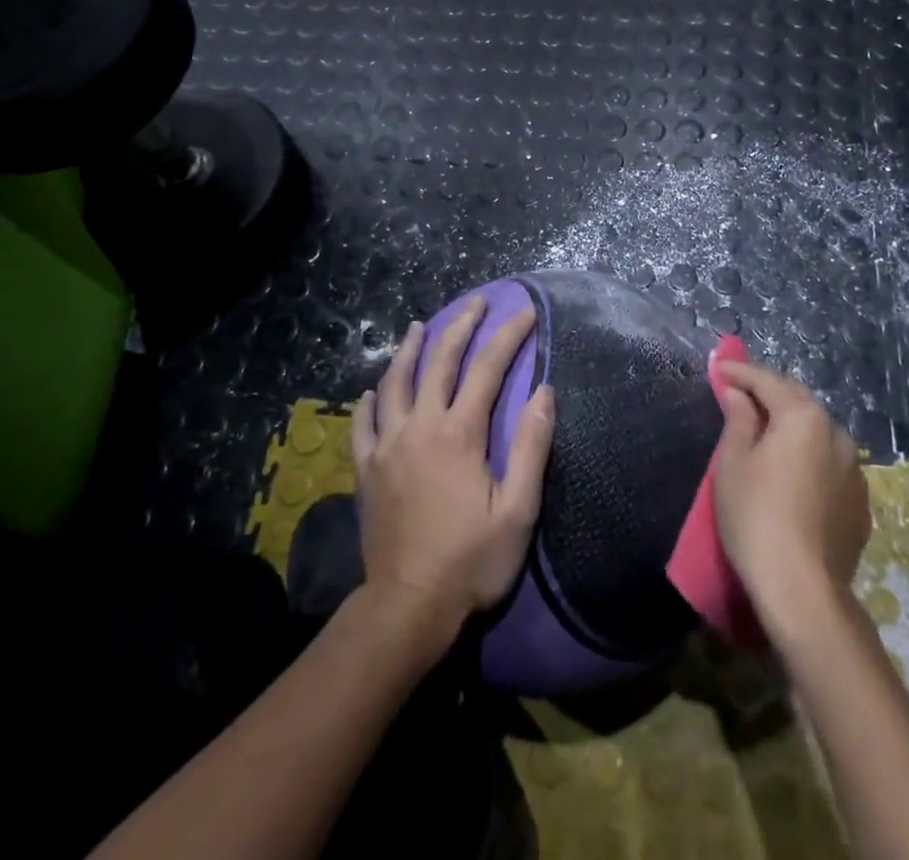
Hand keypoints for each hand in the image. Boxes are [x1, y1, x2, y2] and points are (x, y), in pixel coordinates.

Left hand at [352, 299, 554, 640]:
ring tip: (420, 325)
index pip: (488, 369)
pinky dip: (370, 400)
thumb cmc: (471, 560)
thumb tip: (545, 392)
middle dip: (461, 326)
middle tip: (477, 303)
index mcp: (459, 433)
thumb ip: (531, 447)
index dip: (509, 337)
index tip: (526, 314)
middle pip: (439, 362)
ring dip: (410, 349)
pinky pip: (363, 424)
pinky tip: (374, 390)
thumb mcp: (518, 510)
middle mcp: (420, 427)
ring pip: (395, 382)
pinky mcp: (366, 469)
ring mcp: (387, 446)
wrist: (408, 606)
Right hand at [713, 361, 870, 632]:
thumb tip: (740, 394)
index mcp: (803, 417)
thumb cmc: (756, 517)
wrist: (803, 590)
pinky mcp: (860, 501)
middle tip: (740, 393)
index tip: (718, 368)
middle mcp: (836, 434)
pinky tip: (793, 471)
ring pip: (818, 431)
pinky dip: (809, 455)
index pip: (767, 381)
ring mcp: (854, 469)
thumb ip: (738, 419)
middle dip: (769, 392)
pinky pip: (830, 463)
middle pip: (798, 400)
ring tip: (767, 430)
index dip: (739, 372)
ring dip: (793, 423)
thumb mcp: (734, 463)